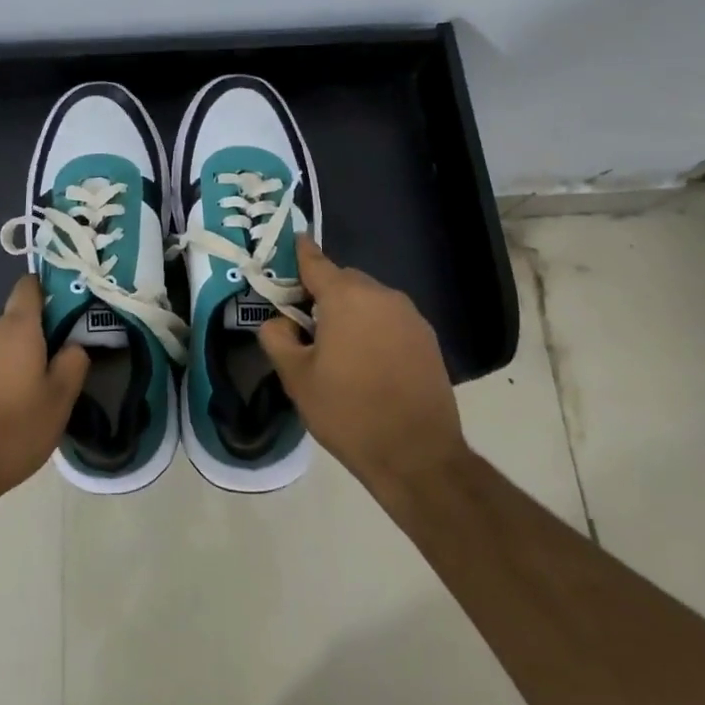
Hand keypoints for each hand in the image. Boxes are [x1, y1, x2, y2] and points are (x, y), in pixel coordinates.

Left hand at [0, 277, 89, 512]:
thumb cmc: (11, 432)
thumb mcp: (59, 403)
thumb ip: (73, 364)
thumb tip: (73, 345)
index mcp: (16, 328)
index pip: (29, 287)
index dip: (46, 293)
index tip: (62, 314)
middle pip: (12, 324)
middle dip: (30, 343)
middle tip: (47, 378)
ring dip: (6, 365)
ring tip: (17, 404)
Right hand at [259, 236, 467, 490]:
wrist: (417, 455)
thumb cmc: (348, 412)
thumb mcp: (296, 377)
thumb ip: (277, 337)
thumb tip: (278, 321)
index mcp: (346, 297)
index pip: (314, 261)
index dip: (297, 254)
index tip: (287, 249)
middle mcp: (381, 295)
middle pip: (343, 280)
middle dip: (322, 294)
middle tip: (304, 325)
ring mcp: (410, 316)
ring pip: (369, 299)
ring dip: (350, 311)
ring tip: (337, 348)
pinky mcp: (427, 338)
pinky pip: (389, 319)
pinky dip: (374, 327)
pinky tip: (367, 361)